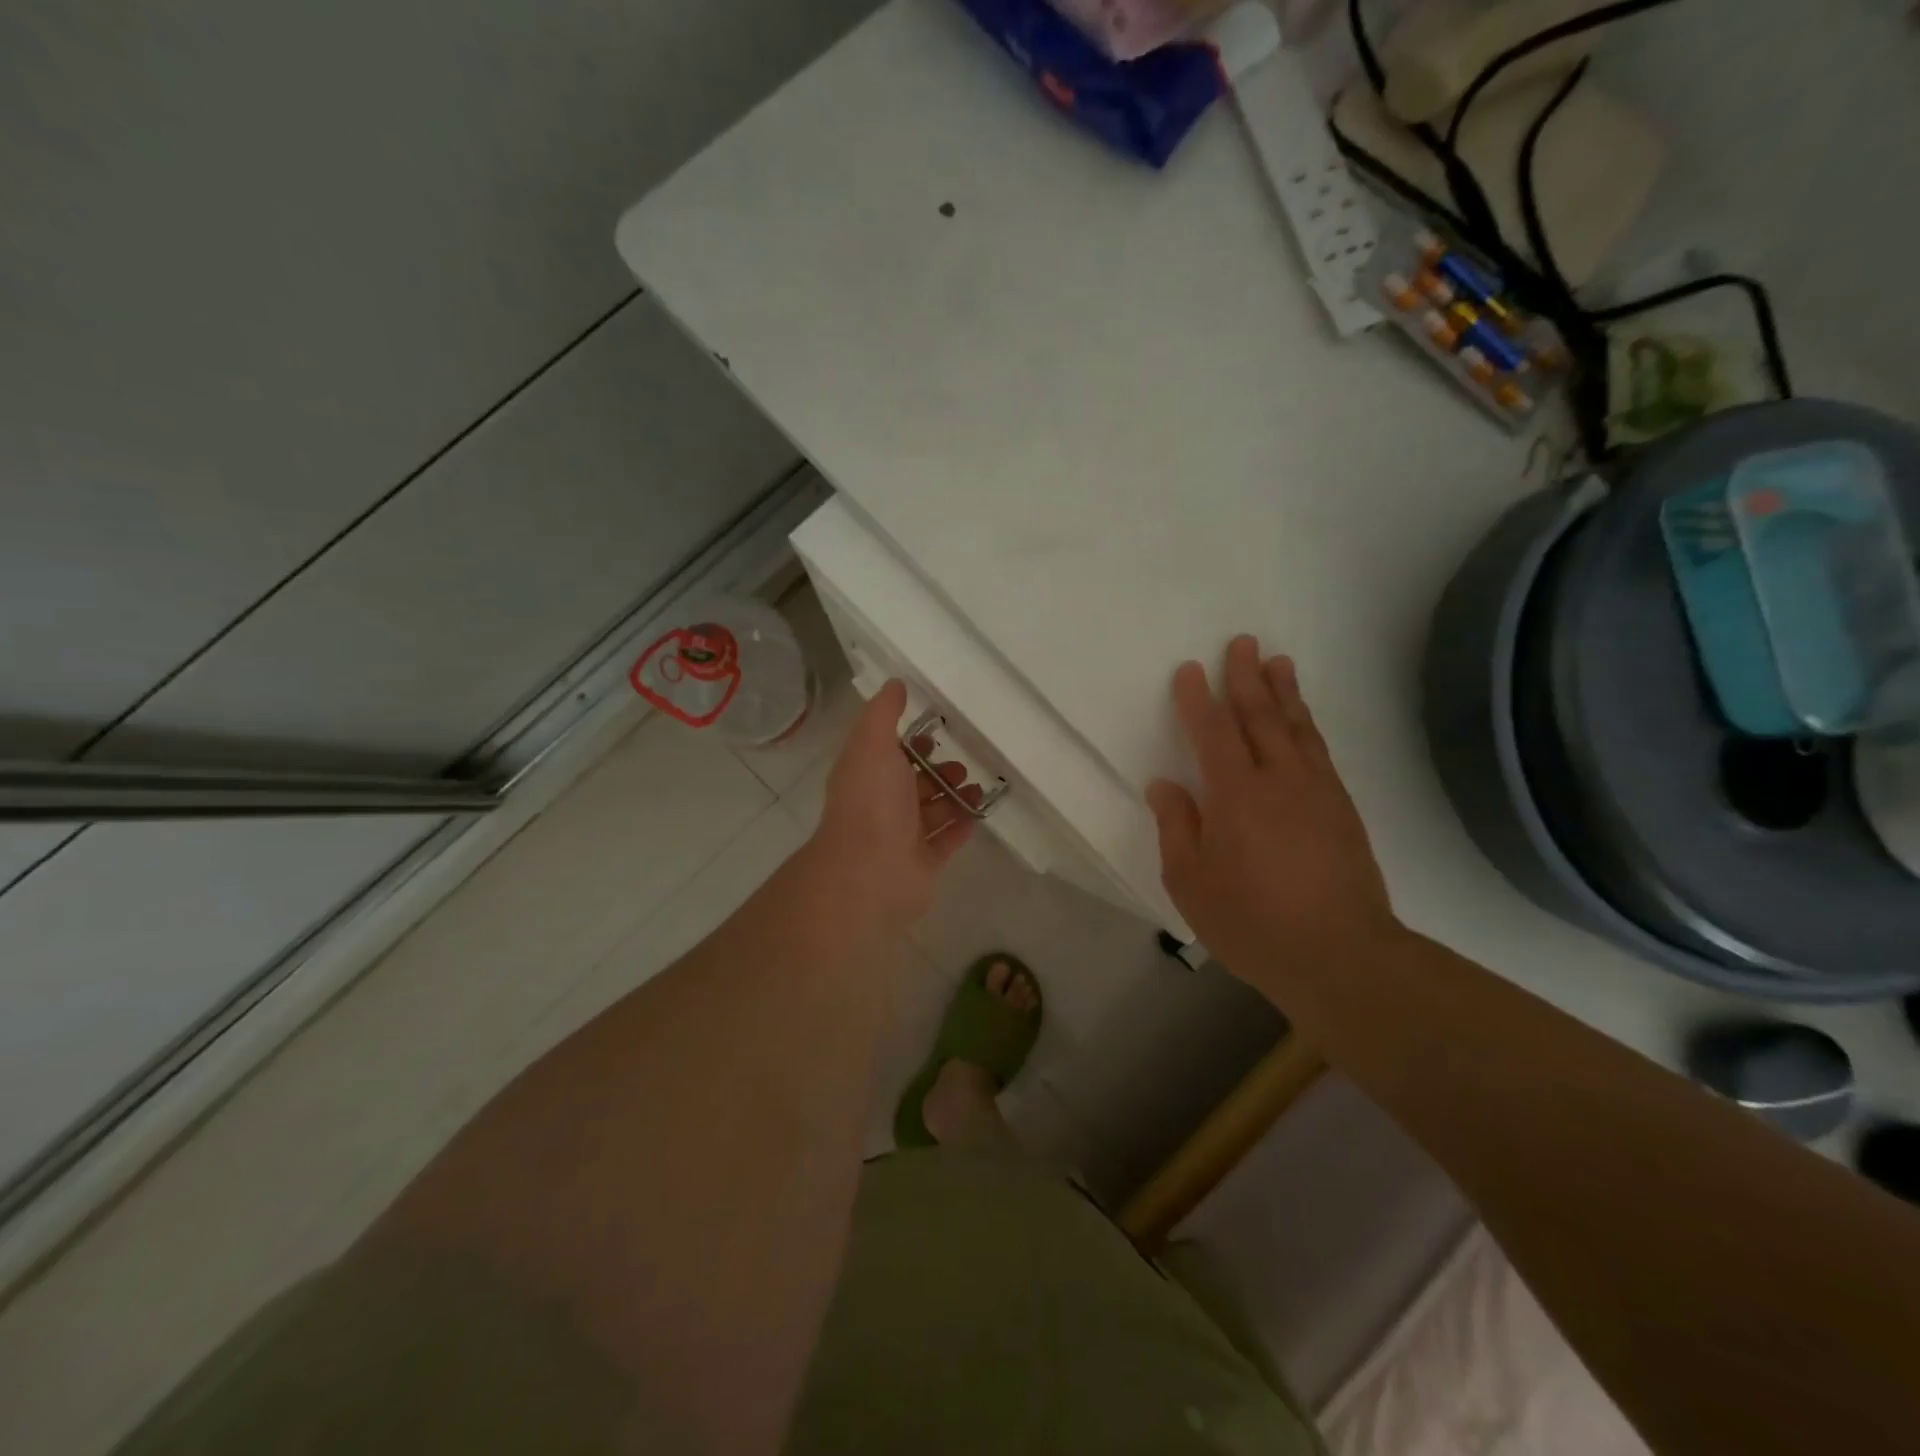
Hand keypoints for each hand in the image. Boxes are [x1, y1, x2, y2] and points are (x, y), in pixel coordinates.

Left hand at [808, 680, 979, 931]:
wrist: (871, 871)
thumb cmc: (871, 802)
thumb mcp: (872, 743)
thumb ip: (884, 713)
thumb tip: (895, 683)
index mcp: (866, 776)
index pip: (888, 754)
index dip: (910, 743)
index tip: (935, 732)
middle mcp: (881, 806)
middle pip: (913, 784)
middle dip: (937, 771)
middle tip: (963, 764)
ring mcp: (902, 837)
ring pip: (932, 812)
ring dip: (954, 798)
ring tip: (978, 787)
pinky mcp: (923, 863)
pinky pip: (946, 840)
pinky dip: (961, 826)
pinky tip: (980, 813)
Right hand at [1146, 635, 1400, 1015]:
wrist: (1341, 956)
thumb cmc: (1253, 922)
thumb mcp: (1191, 882)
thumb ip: (1178, 828)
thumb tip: (1165, 785)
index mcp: (1236, 795)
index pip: (1212, 732)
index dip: (1197, 699)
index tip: (1189, 669)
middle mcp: (1279, 780)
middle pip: (1260, 716)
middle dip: (1246, 678)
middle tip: (1242, 642)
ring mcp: (1317, 791)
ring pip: (1296, 728)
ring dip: (1284, 692)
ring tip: (1278, 662)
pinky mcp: (1342, 809)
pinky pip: (1319, 751)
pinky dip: (1307, 725)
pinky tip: (1302, 721)